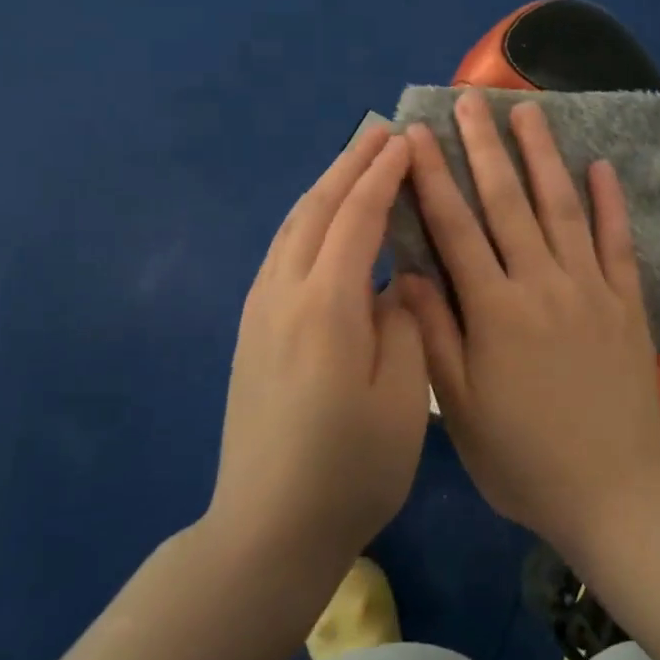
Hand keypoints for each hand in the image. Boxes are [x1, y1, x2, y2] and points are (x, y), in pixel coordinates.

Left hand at [209, 127, 429, 577]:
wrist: (268, 527)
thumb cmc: (350, 466)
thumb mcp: (402, 396)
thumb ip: (404, 322)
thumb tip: (396, 282)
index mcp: (327, 305)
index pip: (357, 217)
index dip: (383, 175)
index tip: (408, 141)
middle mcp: (284, 294)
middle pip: (316, 209)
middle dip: (349, 164)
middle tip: (380, 131)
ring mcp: (260, 311)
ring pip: (293, 226)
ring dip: (325, 186)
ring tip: (354, 162)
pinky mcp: (252, 331)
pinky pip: (282, 251)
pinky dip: (307, 219)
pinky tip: (322, 222)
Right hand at [397, 90, 659, 562]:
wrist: (613, 493)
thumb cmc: (523, 459)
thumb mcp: (460, 408)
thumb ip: (435, 334)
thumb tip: (408, 271)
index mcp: (494, 310)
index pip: (455, 228)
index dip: (433, 177)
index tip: (417, 133)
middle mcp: (542, 284)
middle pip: (508, 202)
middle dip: (485, 146)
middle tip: (470, 99)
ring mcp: (591, 288)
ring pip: (562, 207)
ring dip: (543, 155)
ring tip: (528, 111)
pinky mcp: (627, 302)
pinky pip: (618, 241)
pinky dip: (610, 201)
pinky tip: (601, 165)